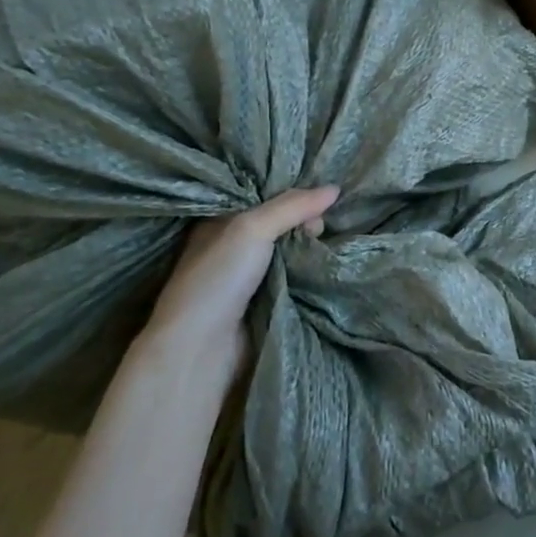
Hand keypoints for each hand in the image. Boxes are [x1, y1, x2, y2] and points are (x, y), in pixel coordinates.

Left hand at [135, 186, 340, 370]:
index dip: (290, 195)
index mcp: (218, 223)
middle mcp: (231, 247)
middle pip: (278, 224)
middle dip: (304, 221)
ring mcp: (246, 277)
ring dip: (308, 248)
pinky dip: (307, 272)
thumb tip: (335, 188)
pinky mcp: (261, 303)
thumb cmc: (218, 278)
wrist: (200, 348)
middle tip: (320, 227)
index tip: (317, 198)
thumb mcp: (252, 229)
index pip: (261, 198)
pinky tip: (324, 265)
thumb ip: (292, 206)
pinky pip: (292, 278)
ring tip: (326, 243)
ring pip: (287, 251)